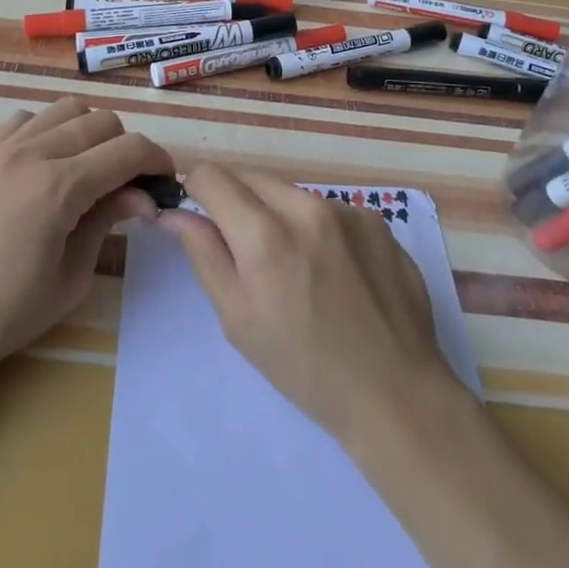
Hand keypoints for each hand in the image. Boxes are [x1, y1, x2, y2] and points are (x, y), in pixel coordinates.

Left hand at [0, 98, 172, 386]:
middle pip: (103, 122)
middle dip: (128, 148)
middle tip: (131, 187)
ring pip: (67, 109)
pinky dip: (50, 129)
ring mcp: (3, 149)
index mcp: (60, 186)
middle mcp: (33, 153)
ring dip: (91, 132)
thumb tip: (143, 196)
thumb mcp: (71, 277)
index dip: (158, 161)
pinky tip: (50, 164)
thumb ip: (108, 222)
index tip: (166, 184)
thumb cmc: (5, 314)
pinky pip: (28, 119)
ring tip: (92, 170)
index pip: (129, 150)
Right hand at [156, 164, 453, 444]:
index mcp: (265, 235)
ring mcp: (347, 210)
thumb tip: (174, 213)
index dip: (196, 190)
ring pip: (290, 192)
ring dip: (277, 212)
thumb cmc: (303, 365)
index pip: (212, 176)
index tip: (198, 214)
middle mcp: (306, 207)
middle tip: (242, 247)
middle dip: (235, 200)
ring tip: (293, 265)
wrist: (394, 391)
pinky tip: (331, 269)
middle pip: (251, 177)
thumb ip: (203, 253)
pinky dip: (315, 226)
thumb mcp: (237, 318)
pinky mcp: (376, 220)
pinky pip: (328, 208)